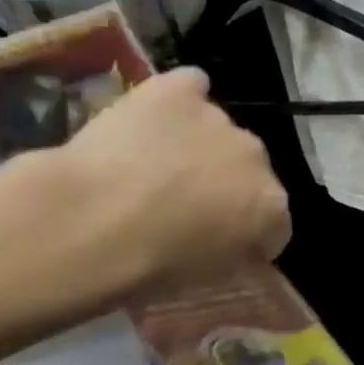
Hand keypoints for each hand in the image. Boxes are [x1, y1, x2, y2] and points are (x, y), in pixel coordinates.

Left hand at [45, 67, 290, 300]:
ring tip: (152, 165)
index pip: (274, 223)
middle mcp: (257, 156)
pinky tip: (154, 116)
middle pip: (249, 170)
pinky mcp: (178, 90)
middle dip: (226, 184)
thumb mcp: (206, 278)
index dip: (247, 235)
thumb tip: (237, 246)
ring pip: (218, 130)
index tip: (216, 245)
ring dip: (198, 146)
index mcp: (271, 206)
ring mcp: (219, 118)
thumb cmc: (149, 265)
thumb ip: (235, 255)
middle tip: (182, 205)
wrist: (89, 221)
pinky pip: (191, 86)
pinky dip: (180, 99)